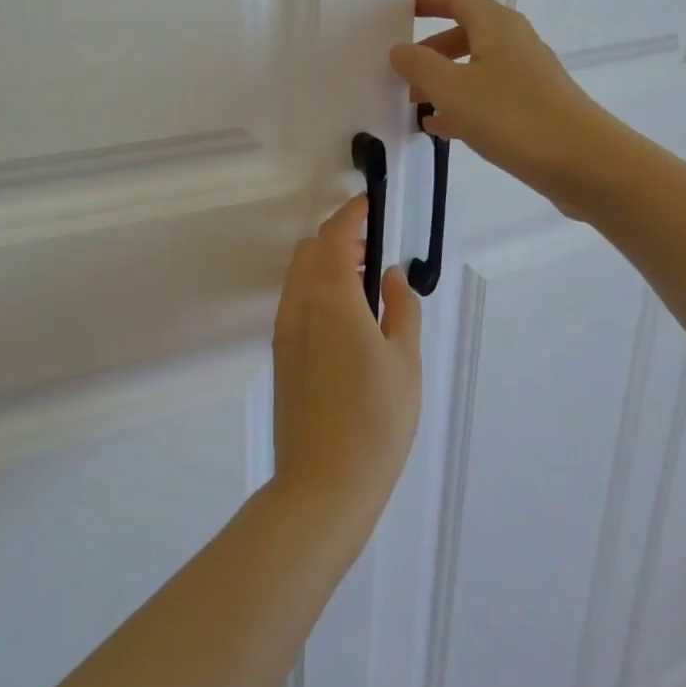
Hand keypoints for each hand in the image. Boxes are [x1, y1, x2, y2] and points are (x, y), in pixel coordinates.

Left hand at [271, 197, 421, 514]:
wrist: (323, 482)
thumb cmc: (376, 419)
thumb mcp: (404, 359)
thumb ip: (400, 307)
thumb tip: (390, 275)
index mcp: (329, 296)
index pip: (335, 234)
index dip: (352, 213)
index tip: (371, 204)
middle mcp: (298, 304)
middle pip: (311, 250)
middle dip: (339, 239)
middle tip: (374, 254)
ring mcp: (284, 329)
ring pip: (300, 276)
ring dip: (327, 266)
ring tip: (366, 289)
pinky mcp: (281, 354)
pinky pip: (297, 302)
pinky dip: (318, 291)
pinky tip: (348, 321)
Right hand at [389, 0, 625, 213]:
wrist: (584, 162)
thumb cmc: (512, 116)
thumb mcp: (452, 89)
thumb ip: (420, 65)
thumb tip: (400, 49)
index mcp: (497, 27)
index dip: (431, 1)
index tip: (403, 12)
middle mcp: (515, 44)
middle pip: (468, 33)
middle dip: (432, 49)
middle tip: (404, 70)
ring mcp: (528, 77)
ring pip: (477, 68)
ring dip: (445, 80)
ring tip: (415, 103)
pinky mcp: (535, 108)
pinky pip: (490, 96)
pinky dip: (463, 104)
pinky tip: (442, 129)